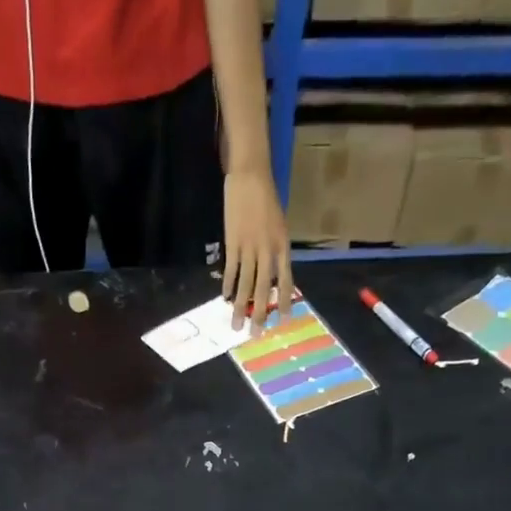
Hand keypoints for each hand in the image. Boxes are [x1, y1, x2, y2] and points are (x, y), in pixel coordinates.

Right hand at [222, 166, 292, 330]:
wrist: (250, 176)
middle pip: (264, 289)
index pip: (286, 280)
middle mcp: (267, 250)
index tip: (284, 321)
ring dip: (240, 307)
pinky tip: (224, 298)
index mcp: (282, 246)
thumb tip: (271, 274)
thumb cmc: (266, 199)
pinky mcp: (232, 243)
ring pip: (246, 284)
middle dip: (260, 313)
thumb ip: (275, 250)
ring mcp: (249, 248)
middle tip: (256, 334)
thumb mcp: (279, 225)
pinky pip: (231, 270)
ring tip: (235, 325)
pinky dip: (227, 285)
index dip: (285, 301)